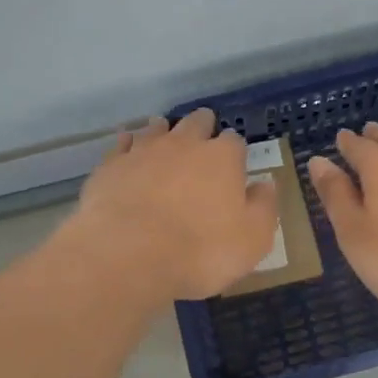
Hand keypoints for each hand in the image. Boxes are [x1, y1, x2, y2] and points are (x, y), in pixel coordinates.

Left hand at [64, 109, 279, 302]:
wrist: (128, 254)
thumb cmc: (201, 250)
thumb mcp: (252, 240)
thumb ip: (263, 208)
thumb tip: (266, 185)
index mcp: (222, 158)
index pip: (235, 141)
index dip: (235, 151)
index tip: (234, 163)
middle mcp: (184, 144)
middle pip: (196, 123)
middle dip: (202, 127)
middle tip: (202, 137)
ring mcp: (144, 151)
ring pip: (157, 128)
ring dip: (164, 130)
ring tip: (164, 136)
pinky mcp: (111, 165)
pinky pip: (122, 144)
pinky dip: (127, 144)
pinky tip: (126, 148)